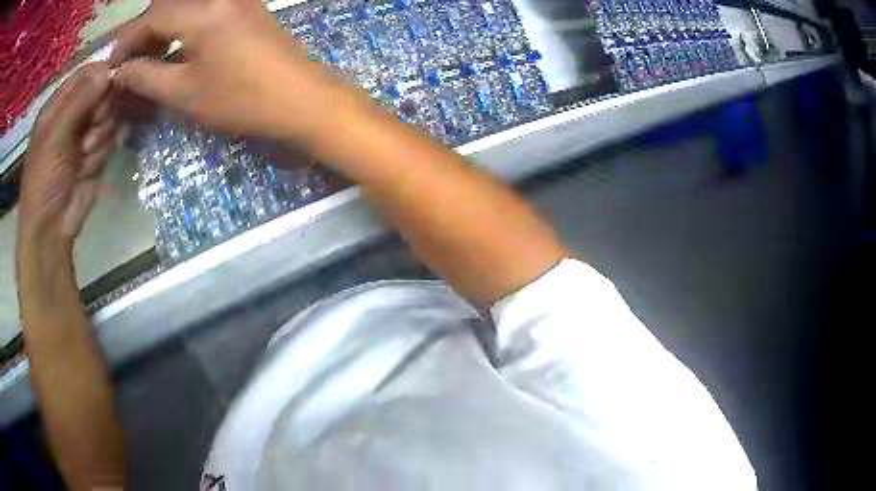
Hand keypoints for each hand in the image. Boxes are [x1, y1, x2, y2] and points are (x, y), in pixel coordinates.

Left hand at [18, 63, 119, 249]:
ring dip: (101, 135)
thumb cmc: (43, 180)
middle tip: (93, 129)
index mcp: (57, 105)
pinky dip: (103, 152)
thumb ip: (79, 100)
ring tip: (87, 155)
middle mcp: (72, 115)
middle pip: (101, 93)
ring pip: (108, 117)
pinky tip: (90, 167)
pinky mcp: (94, 155)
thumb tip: (109, 69)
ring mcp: (84, 135)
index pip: (86, 74)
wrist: (50, 231)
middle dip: (101, 111)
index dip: (101, 74)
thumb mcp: (55, 136)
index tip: (113, 84)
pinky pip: (109, 140)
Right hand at [110, 0, 342, 139]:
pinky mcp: (249, 6)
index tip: (112, 66)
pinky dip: (186, 22)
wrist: (301, 97)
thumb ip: (146, 77)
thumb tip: (121, 72)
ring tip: (152, 56)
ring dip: (165, 25)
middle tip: (133, 61)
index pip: (151, 17)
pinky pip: (207, 6)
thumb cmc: (240, 99)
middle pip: (169, 2)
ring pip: (188, 3)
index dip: (127, 41)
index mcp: (202, 11)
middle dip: (145, 30)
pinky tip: (180, 45)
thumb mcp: (184, 93)